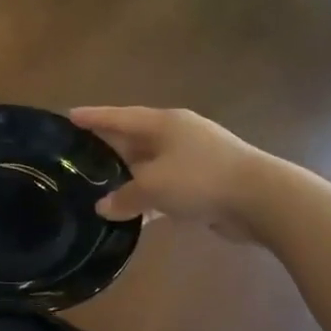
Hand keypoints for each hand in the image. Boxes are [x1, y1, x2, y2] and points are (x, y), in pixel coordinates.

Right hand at [70, 106, 269, 240]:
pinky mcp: (207, 182)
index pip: (120, 117)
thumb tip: (103, 207)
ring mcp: (195, 158)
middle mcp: (179, 135)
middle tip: (81, 155)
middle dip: (110, 147)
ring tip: (102, 186)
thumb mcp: (153, 187)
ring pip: (152, 165)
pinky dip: (151, 197)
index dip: (94, 117)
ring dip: (130, 176)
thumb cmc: (200, 179)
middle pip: (135, 138)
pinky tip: (135, 213)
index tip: (69, 116)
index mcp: (164, 123)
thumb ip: (124, 196)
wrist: (260, 199)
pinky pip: (168, 186)